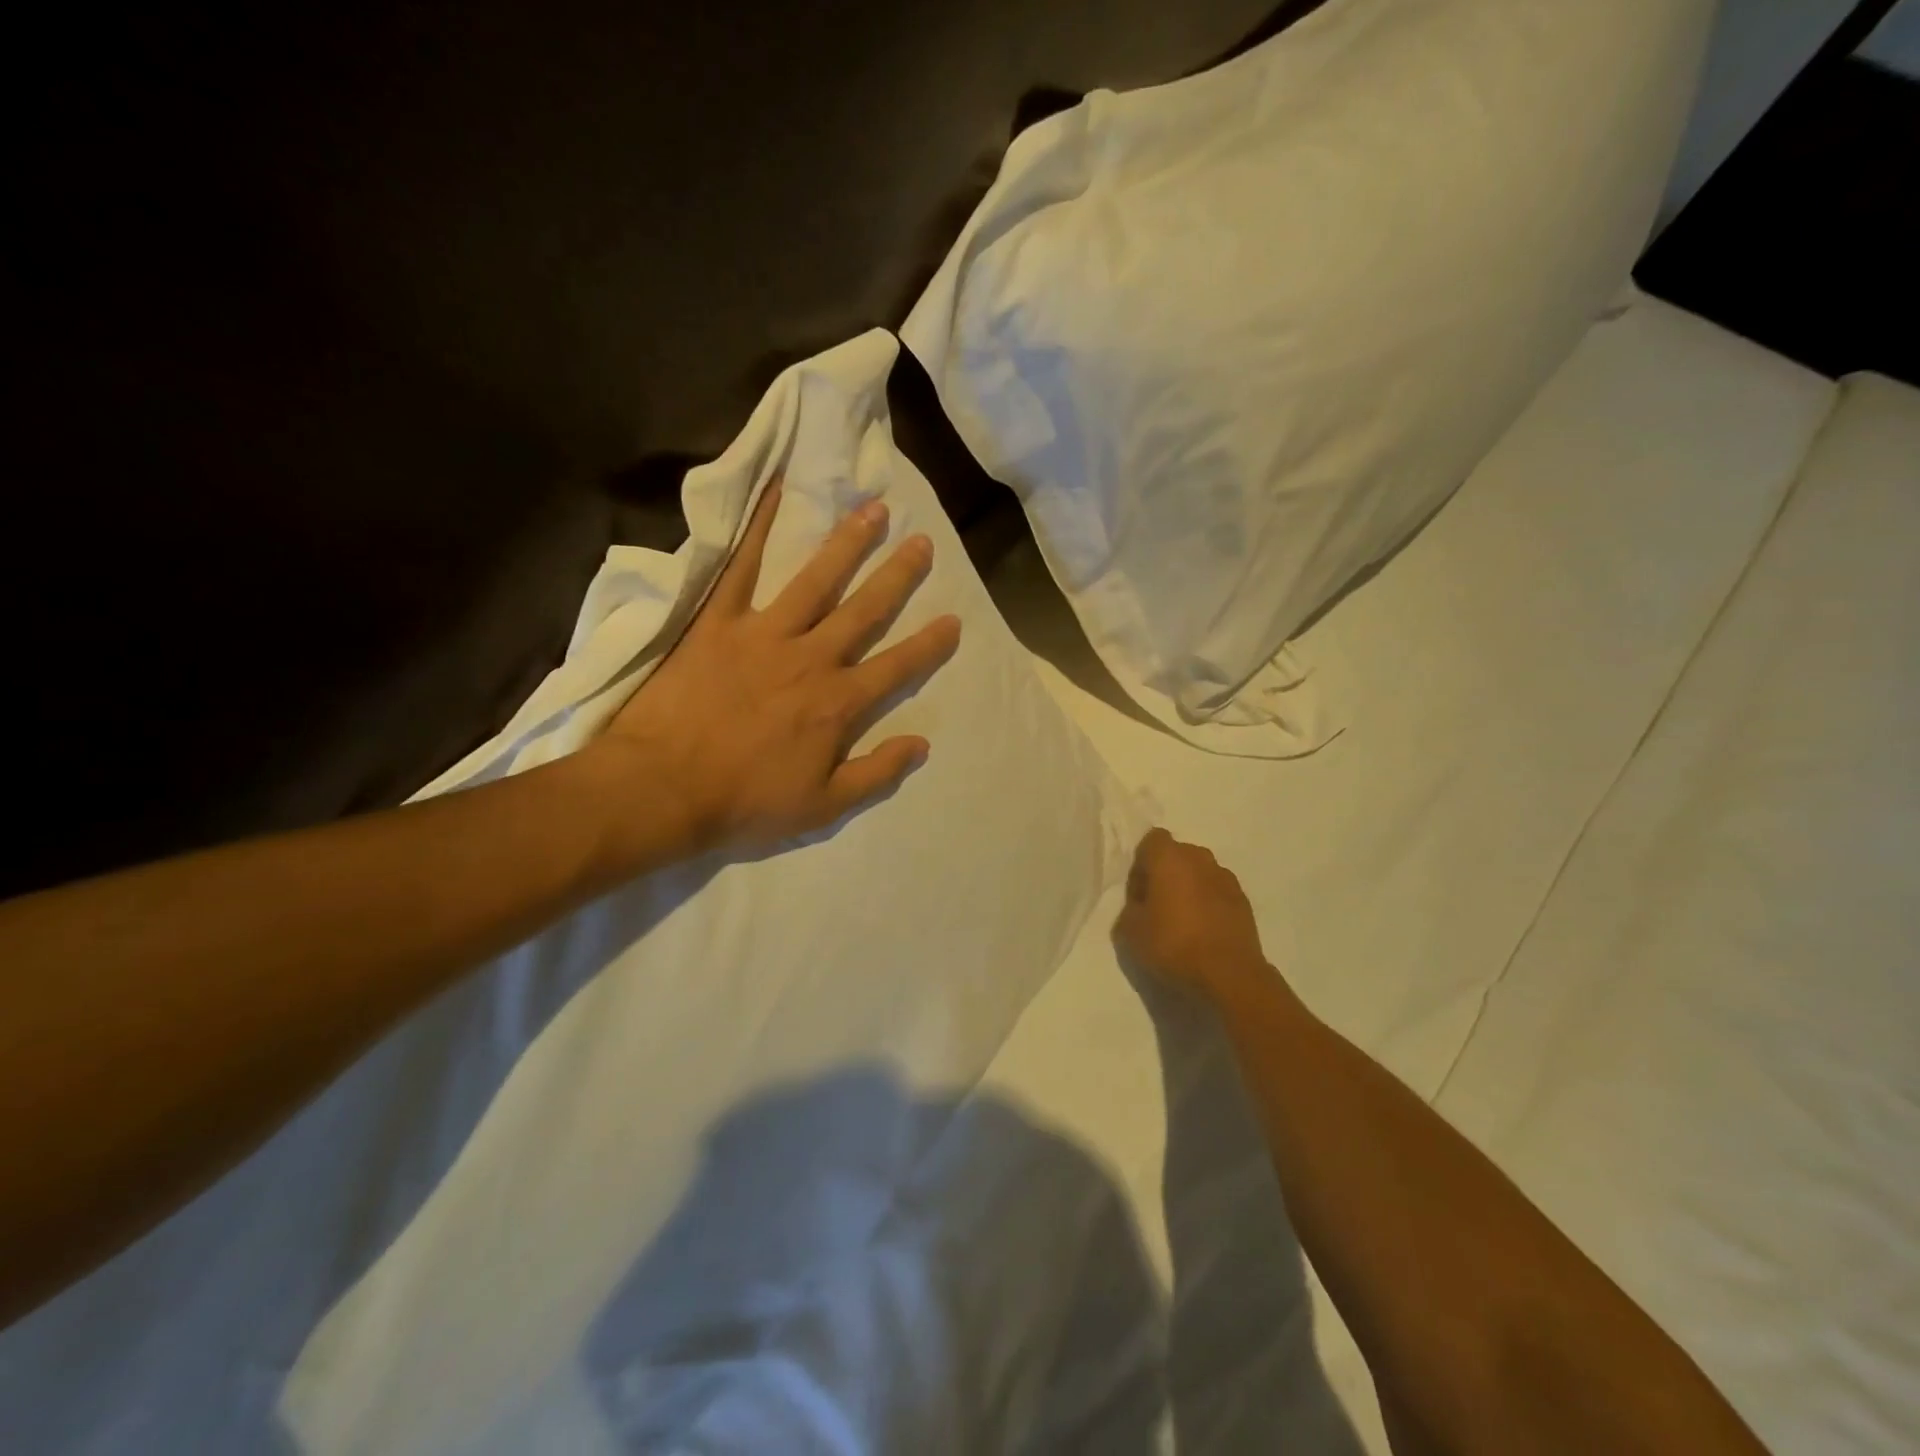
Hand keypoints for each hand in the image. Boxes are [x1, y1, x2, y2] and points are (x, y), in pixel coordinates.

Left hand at [593, 479, 961, 858]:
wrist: (662, 788)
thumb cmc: (745, 802)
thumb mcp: (823, 808)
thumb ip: (876, 774)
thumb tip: (922, 745)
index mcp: (838, 703)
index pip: (897, 667)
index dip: (929, 644)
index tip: (953, 619)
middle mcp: (811, 658)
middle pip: (865, 611)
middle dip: (897, 577)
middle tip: (922, 543)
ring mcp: (764, 634)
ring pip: (816, 580)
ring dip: (848, 544)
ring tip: (873, 510)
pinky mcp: (718, 622)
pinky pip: (740, 568)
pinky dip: (757, 529)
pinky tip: (774, 493)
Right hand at [1113, 829, 1271, 1001]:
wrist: (1229, 974)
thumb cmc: (1173, 945)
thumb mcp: (1129, 930)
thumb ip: (1130, 907)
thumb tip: (1141, 903)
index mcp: (1169, 857)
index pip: (1151, 840)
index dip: (1142, 863)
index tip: (1139, 892)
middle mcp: (1199, 858)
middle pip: (1177, 854)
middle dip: (1166, 873)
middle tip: (1157, 906)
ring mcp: (1225, 878)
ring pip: (1199, 873)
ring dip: (1189, 888)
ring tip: (1183, 921)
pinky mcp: (1244, 900)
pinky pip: (1217, 892)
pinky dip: (1209, 903)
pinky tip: (1204, 931)